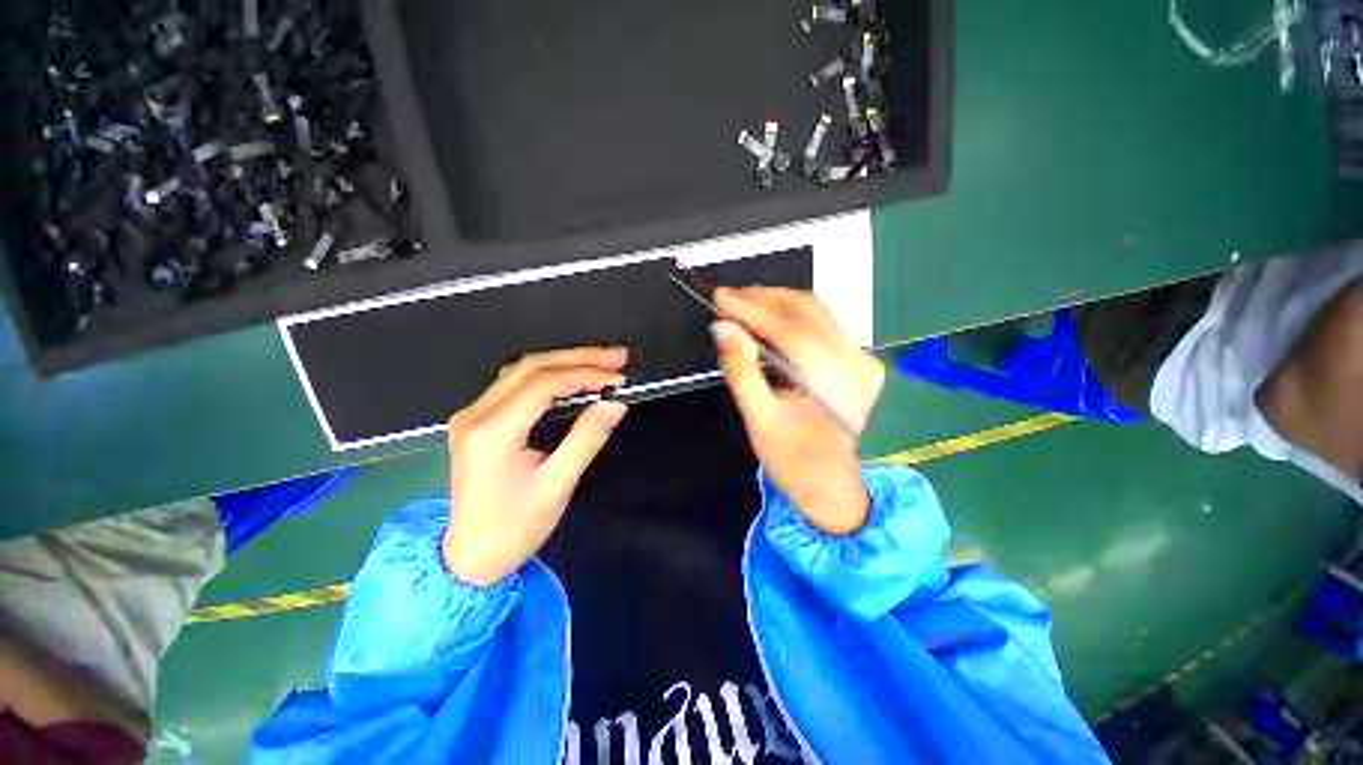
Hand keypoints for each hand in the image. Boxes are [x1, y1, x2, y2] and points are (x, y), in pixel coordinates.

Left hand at [444, 348, 628, 586]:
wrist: (468, 557)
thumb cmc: (513, 529)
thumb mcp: (557, 486)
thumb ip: (587, 438)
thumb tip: (616, 404)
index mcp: (492, 433)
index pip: (543, 384)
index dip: (585, 374)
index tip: (618, 379)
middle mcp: (476, 414)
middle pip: (531, 366)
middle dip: (579, 358)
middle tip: (618, 357)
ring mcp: (472, 414)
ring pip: (523, 370)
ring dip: (565, 362)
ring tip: (602, 362)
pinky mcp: (477, 419)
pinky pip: (516, 383)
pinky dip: (550, 375)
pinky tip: (573, 378)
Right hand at [712, 288, 884, 535]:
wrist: (840, 490)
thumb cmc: (797, 464)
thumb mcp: (761, 421)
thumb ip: (742, 372)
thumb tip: (723, 328)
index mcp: (834, 381)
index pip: (789, 327)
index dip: (751, 308)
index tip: (719, 297)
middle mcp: (855, 359)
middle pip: (806, 309)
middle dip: (762, 298)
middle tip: (726, 299)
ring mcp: (861, 357)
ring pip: (814, 312)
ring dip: (774, 304)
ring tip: (740, 307)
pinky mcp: (856, 360)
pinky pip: (819, 325)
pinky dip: (788, 317)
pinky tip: (765, 322)